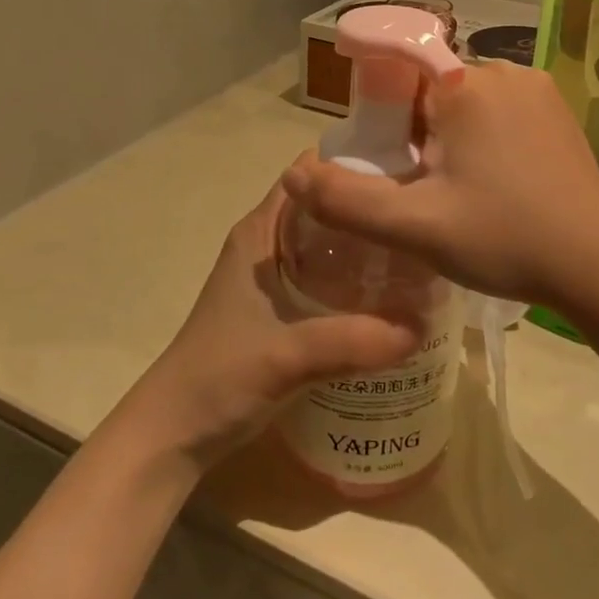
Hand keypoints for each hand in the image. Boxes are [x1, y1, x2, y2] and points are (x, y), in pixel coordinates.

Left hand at [110, 182, 426, 476]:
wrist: (176, 432)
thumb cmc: (218, 377)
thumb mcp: (286, 355)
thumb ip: (350, 341)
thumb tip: (419, 328)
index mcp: (260, 232)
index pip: (309, 174)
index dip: (353, 166)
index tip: (405, 172)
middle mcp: (268, 245)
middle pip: (327, 209)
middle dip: (371, 210)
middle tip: (423, 218)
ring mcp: (275, 279)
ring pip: (330, 246)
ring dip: (368, 248)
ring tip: (420, 254)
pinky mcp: (283, 311)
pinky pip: (329, 280)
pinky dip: (358, 282)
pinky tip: (393, 299)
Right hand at [281, 60, 598, 307]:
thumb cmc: (505, 237)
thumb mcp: (415, 226)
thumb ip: (346, 201)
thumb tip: (293, 175)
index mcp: (466, 85)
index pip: (398, 70)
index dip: (381, 114)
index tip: (387, 161)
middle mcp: (504, 72)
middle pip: (431, 90)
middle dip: (415, 134)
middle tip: (422, 191)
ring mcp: (537, 90)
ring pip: (466, 103)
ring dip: (449, 139)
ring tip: (459, 195)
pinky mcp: (557, 112)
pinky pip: (500, 113)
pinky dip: (483, 140)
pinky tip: (494, 186)